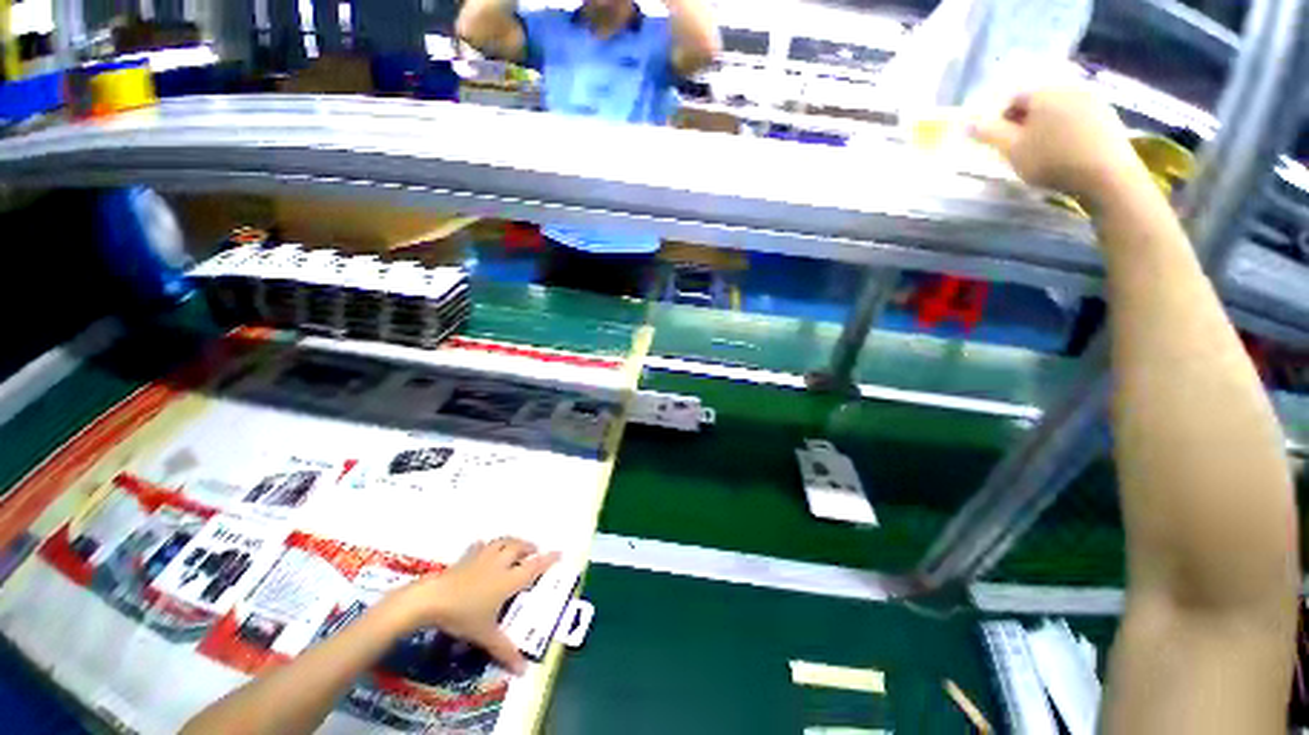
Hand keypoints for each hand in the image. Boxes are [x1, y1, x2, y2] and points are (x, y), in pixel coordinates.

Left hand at [382, 538, 558, 674]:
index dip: (548, 559)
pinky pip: (480, 546)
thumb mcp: (485, 635)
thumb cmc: (463, 615)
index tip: (559, 552)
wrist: (432, 599)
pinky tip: (484, 548)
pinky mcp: (466, 558)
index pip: (534, 567)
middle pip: (519, 548)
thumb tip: (524, 671)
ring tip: (515, 546)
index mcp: (509, 580)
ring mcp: (482, 558)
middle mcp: (500, 564)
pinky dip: (486, 545)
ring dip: (512, 541)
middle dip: (529, 547)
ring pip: (502, 542)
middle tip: (534, 550)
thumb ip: (504, 650)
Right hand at [970, 87, 1151, 212]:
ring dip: (1047, 126)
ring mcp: (1093, 100)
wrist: (1106, 175)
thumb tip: (967, 123)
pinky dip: (1067, 131)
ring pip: (1059, 110)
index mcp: (1043, 93)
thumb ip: (988, 134)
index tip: (1000, 143)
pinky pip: (1078, 118)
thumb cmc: (1052, 160)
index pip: (1013, 98)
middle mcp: (1069, 88)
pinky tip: (1067, 151)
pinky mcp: (1108, 116)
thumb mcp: (1011, 149)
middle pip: (1038, 102)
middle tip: (1020, 148)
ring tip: (1043, 151)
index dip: (1001, 120)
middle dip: (1025, 122)